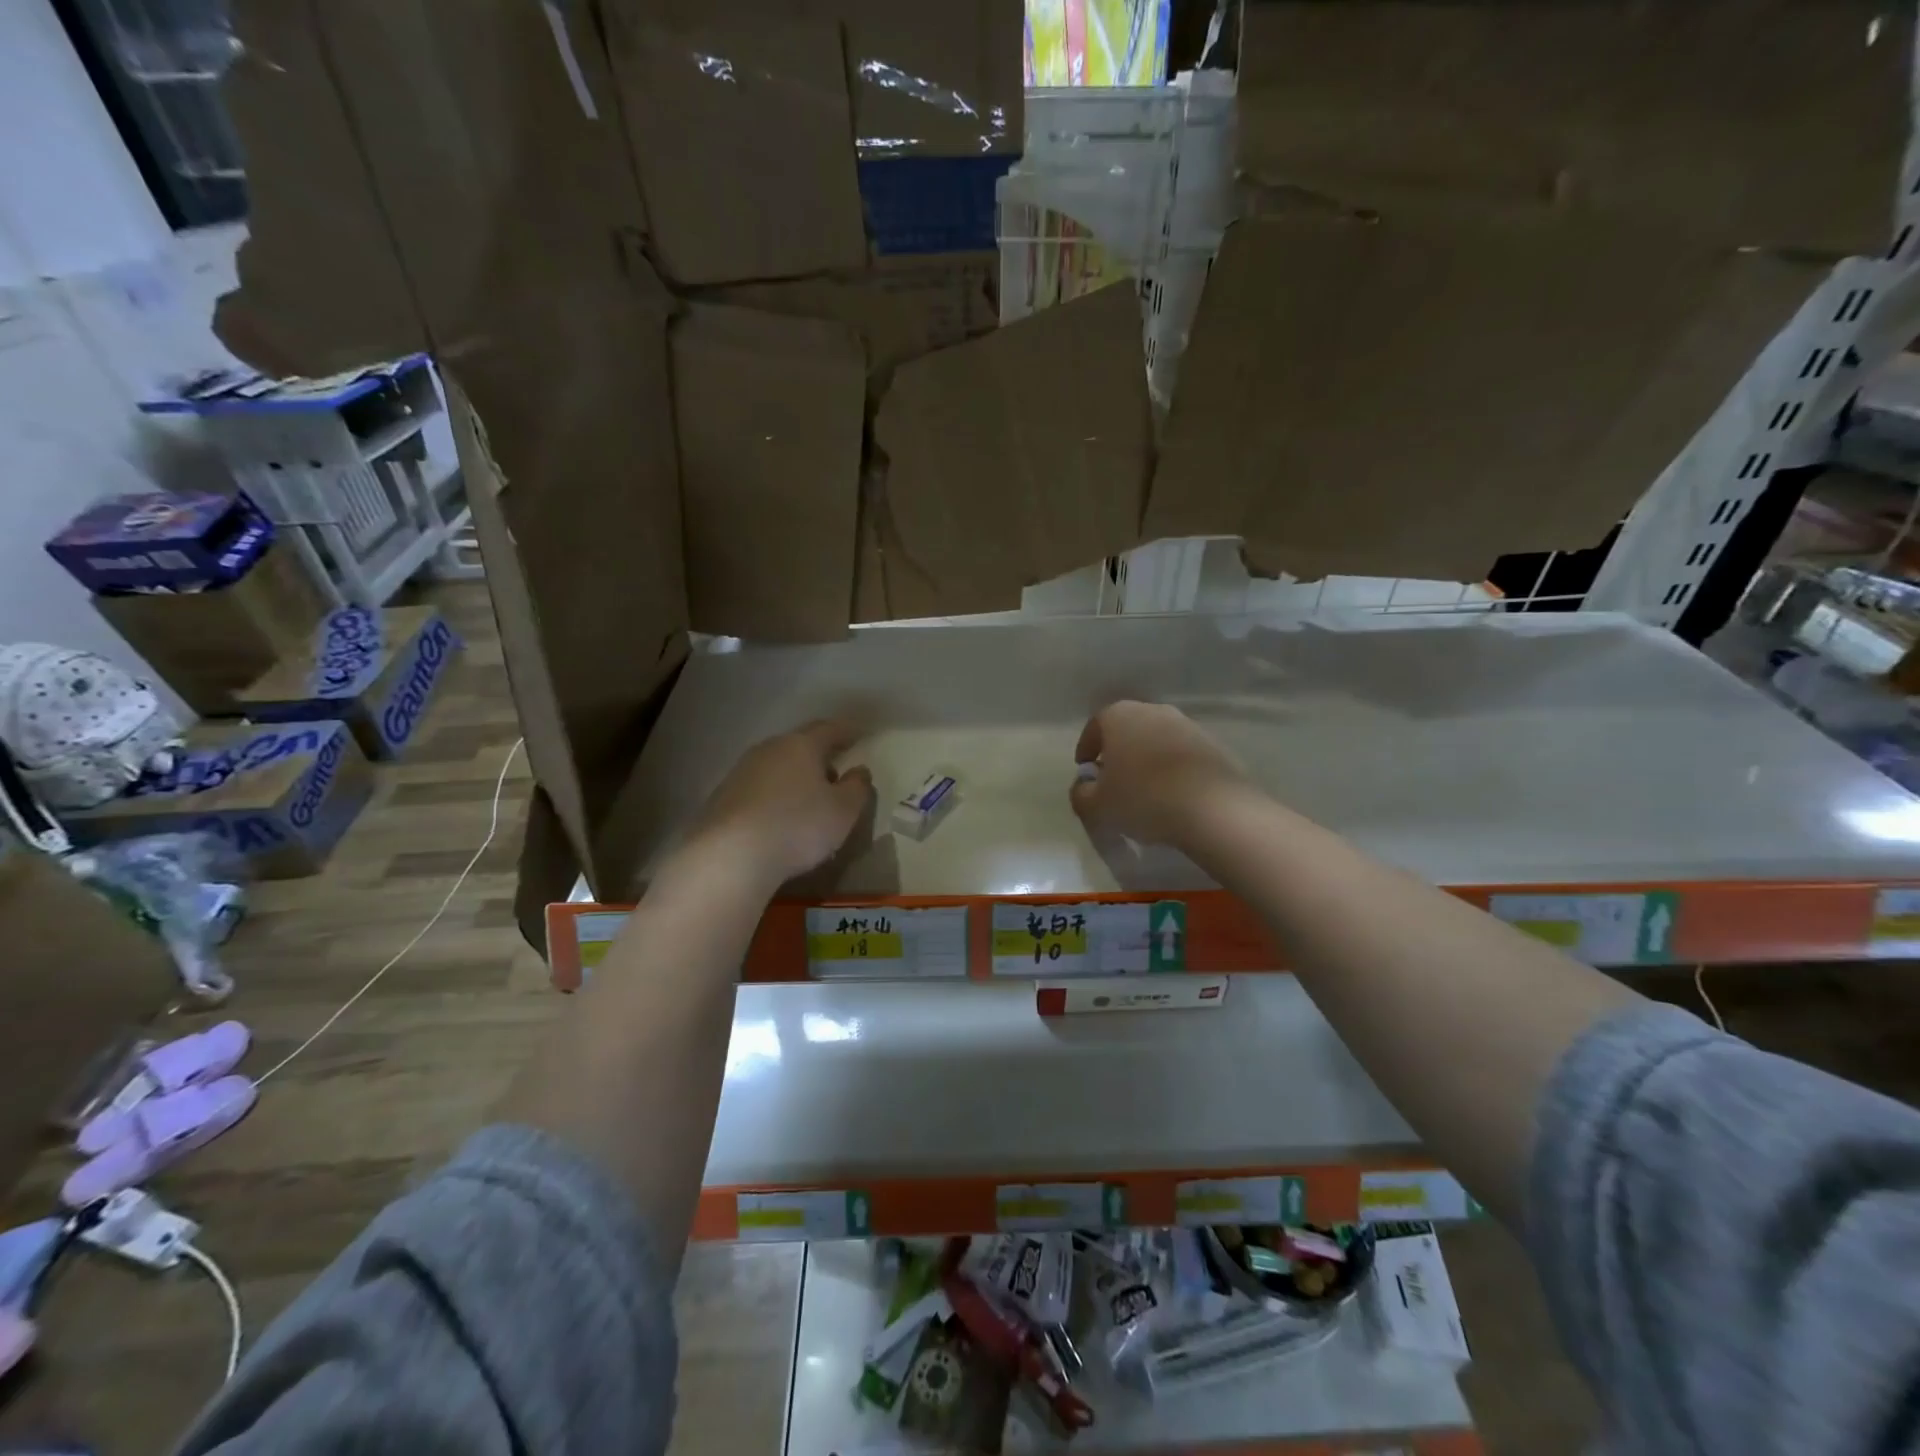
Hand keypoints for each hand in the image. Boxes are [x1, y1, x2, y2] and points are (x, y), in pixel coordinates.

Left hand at [689, 720, 874, 885]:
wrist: (729, 856)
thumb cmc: (798, 826)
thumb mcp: (843, 811)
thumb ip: (857, 788)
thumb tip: (859, 771)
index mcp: (801, 745)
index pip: (829, 729)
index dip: (846, 732)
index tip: (859, 735)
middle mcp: (768, 750)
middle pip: (798, 746)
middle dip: (818, 757)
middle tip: (835, 772)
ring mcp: (740, 773)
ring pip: (776, 767)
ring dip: (793, 778)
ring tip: (808, 800)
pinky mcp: (721, 798)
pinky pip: (758, 791)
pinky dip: (773, 798)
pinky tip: (778, 819)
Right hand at [1069, 701, 1249, 848]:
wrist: (1212, 808)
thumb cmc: (1143, 799)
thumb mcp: (1097, 805)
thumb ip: (1081, 794)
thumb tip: (1084, 787)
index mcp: (1119, 716)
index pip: (1094, 727)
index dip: (1086, 749)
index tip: (1086, 772)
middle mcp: (1153, 711)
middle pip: (1127, 730)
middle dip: (1118, 753)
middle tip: (1113, 781)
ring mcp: (1187, 725)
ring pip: (1156, 741)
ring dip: (1147, 760)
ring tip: (1145, 791)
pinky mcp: (1213, 745)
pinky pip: (1181, 756)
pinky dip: (1172, 770)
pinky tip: (1172, 795)